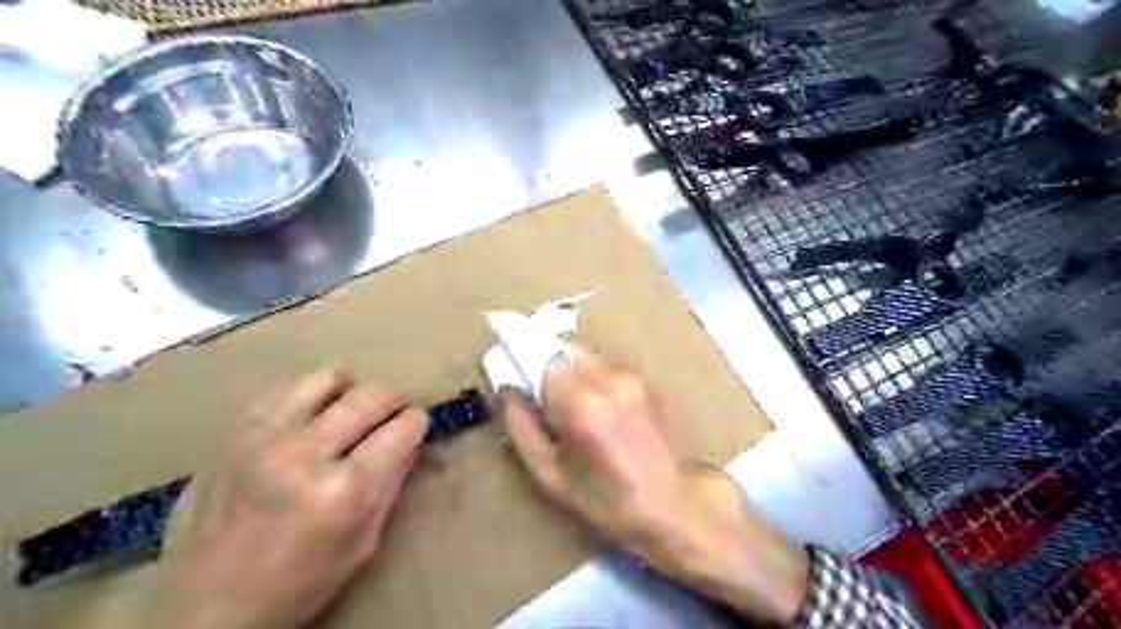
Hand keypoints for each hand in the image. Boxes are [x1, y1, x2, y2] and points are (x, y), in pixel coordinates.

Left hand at [138, 369, 424, 627]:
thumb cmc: (295, 585)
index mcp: (342, 492)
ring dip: (351, 390)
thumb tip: (412, 442)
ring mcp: (264, 436)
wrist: (200, 608)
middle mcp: (304, 454)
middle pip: (372, 396)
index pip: (402, 429)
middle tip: (392, 416)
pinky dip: (310, 395)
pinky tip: (310, 418)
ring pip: (330, 376)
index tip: (416, 427)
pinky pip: (287, 385)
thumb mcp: (361, 545)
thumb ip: (391, 486)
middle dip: (394, 402)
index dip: (417, 423)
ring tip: (348, 411)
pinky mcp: (234, 431)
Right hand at [504, 348, 811, 624]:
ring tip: (569, 406)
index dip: (523, 357)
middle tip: (540, 396)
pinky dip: (589, 376)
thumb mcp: (549, 474)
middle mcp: (608, 378)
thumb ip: (520, 426)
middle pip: (563, 350)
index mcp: (582, 404)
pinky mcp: (643, 380)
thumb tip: (505, 388)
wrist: (671, 504)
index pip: (541, 355)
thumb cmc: (605, 499)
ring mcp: (631, 376)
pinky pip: (604, 365)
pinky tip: (594, 407)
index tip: (511, 367)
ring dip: (568, 370)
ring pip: (584, 355)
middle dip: (545, 365)